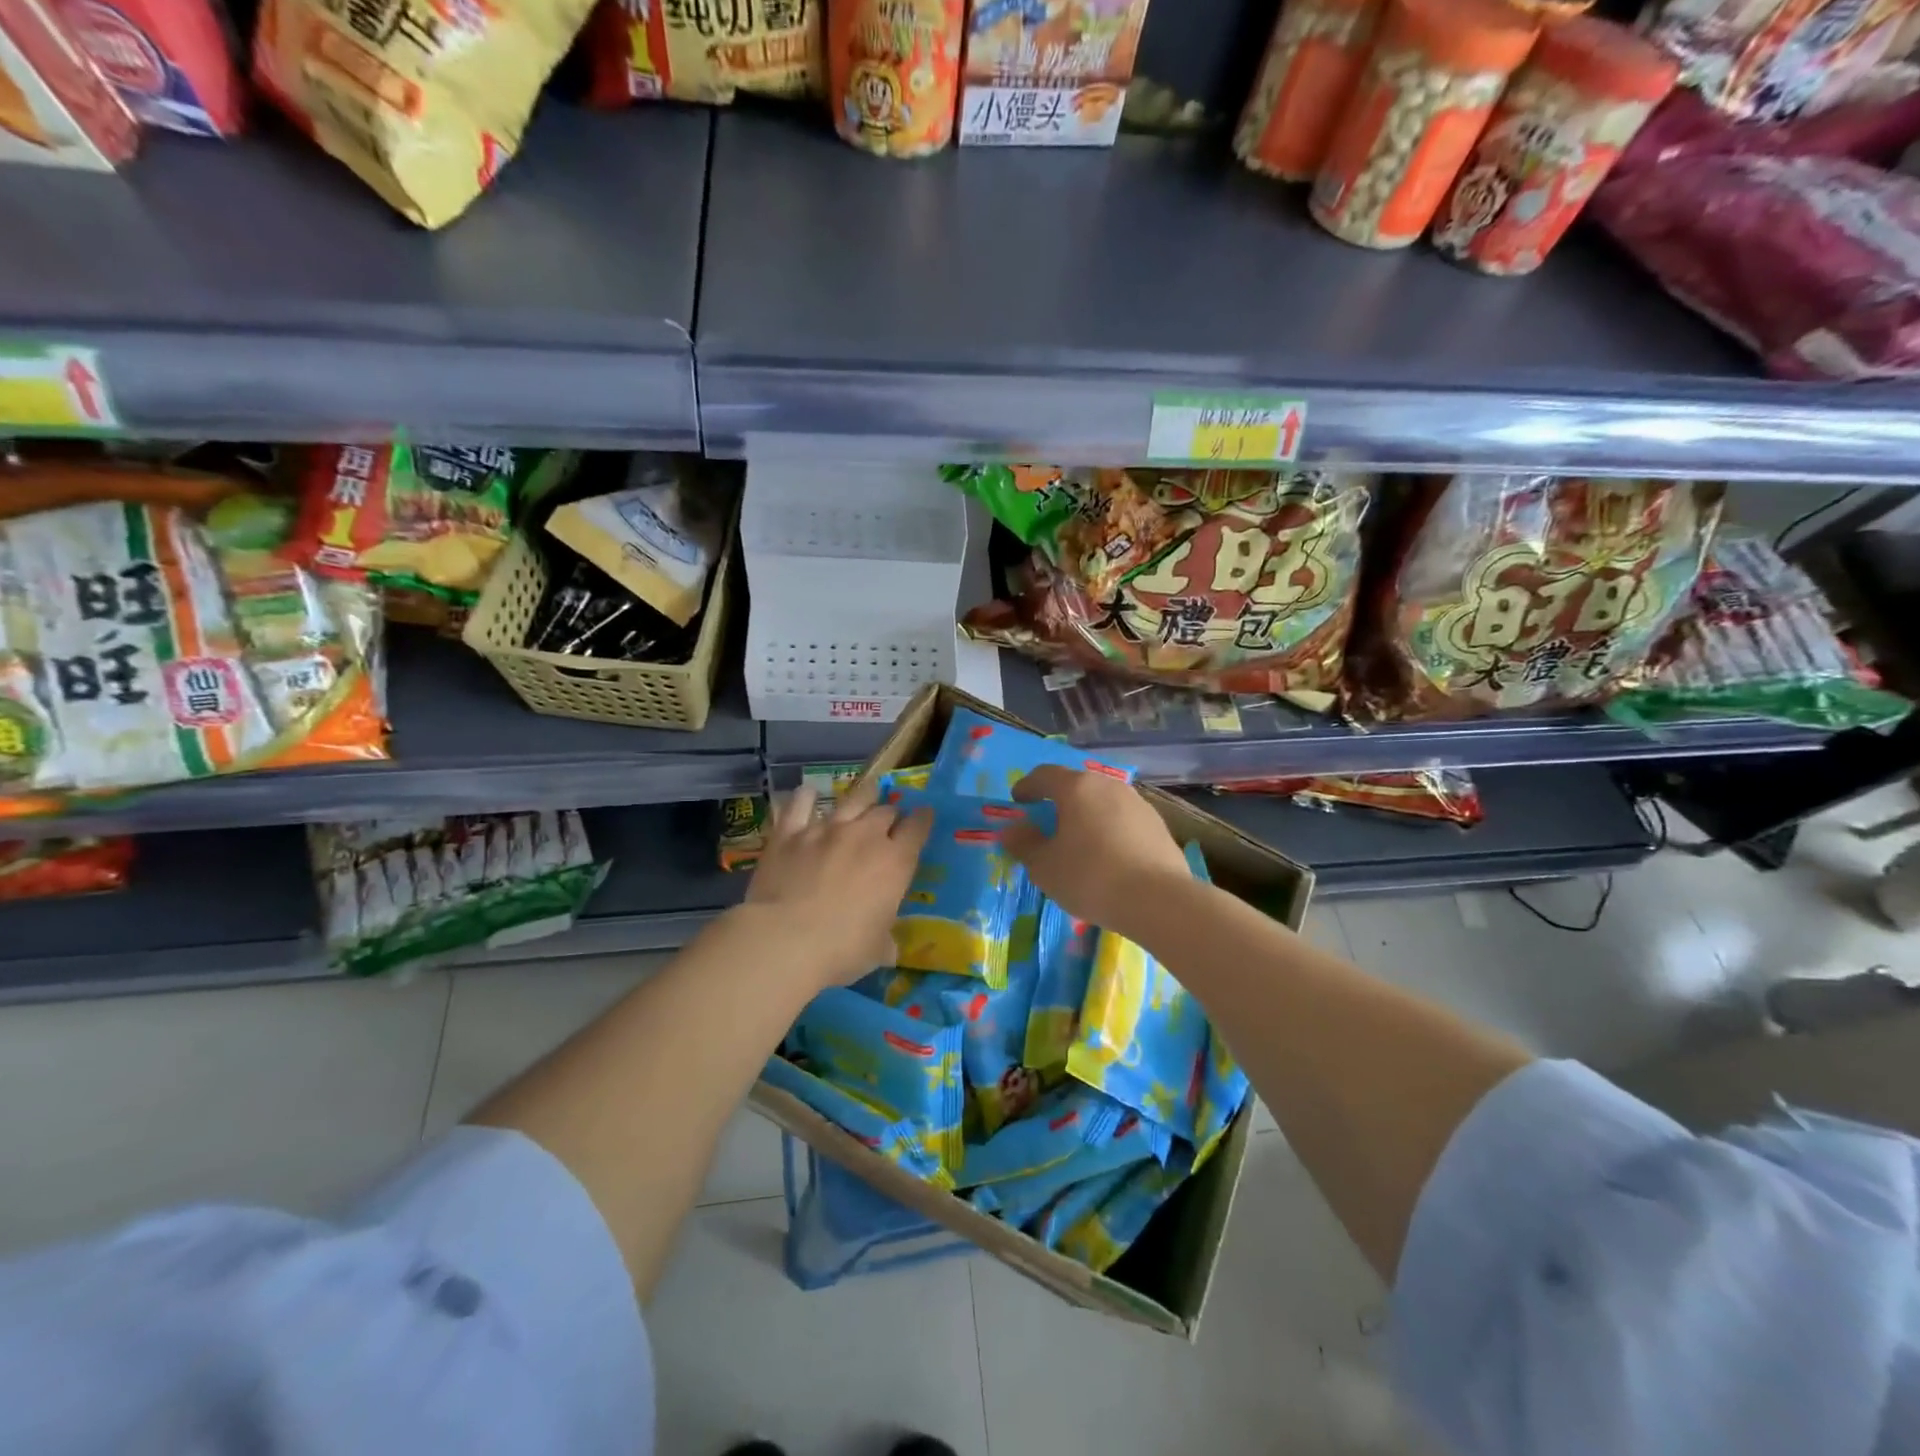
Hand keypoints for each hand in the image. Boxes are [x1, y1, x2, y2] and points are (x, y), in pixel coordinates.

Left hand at [743, 779, 932, 991]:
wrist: (785, 939)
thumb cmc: (842, 949)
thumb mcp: (876, 951)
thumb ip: (885, 941)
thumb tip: (888, 947)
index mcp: (895, 862)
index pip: (917, 828)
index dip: (923, 820)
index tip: (924, 817)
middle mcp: (865, 836)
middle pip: (885, 811)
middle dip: (890, 814)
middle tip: (888, 822)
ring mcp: (826, 829)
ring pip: (851, 799)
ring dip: (861, 797)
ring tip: (863, 796)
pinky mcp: (790, 832)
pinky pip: (800, 804)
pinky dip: (805, 797)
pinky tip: (806, 794)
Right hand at [1002, 765, 1189, 939]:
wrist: (1159, 900)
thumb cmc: (1090, 877)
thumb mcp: (1044, 867)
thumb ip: (1024, 845)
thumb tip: (1011, 831)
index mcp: (1076, 788)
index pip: (1044, 775)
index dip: (1027, 786)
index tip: (1018, 801)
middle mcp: (1108, 786)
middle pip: (1077, 785)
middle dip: (1059, 800)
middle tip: (1047, 820)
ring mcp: (1138, 804)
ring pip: (1103, 802)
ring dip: (1087, 815)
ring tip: (1078, 840)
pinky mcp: (1158, 826)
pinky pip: (1123, 821)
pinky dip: (1109, 830)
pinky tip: (1107, 856)